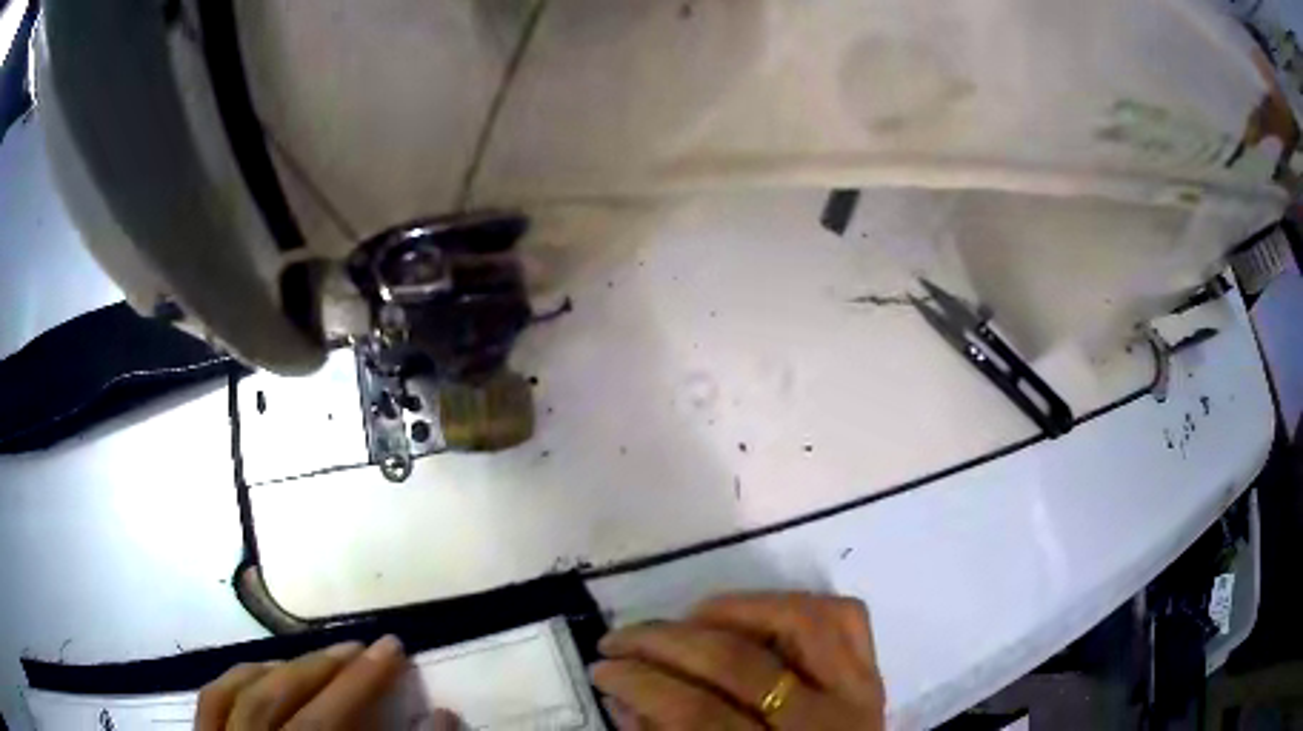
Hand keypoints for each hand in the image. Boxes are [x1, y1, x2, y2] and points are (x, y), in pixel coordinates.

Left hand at [195, 636, 409, 729]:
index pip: (326, 724)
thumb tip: (440, 713)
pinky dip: (238, 675)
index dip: (361, 685)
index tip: (393, 647)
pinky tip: (262, 667)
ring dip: (282, 668)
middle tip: (362, 647)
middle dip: (323, 668)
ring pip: (240, 694)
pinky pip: (212, 697)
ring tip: (317, 656)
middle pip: (278, 701)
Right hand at [593, 592, 884, 729]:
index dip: (640, 684)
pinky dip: (794, 602)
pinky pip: (843, 616)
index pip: (699, 714)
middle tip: (619, 639)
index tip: (601, 668)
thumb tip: (619, 693)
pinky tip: (754, 613)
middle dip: (664, 643)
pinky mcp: (873, 671)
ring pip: (799, 622)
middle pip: (739, 664)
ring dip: (732, 610)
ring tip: (686, 618)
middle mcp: (824, 723)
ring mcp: (858, 691)